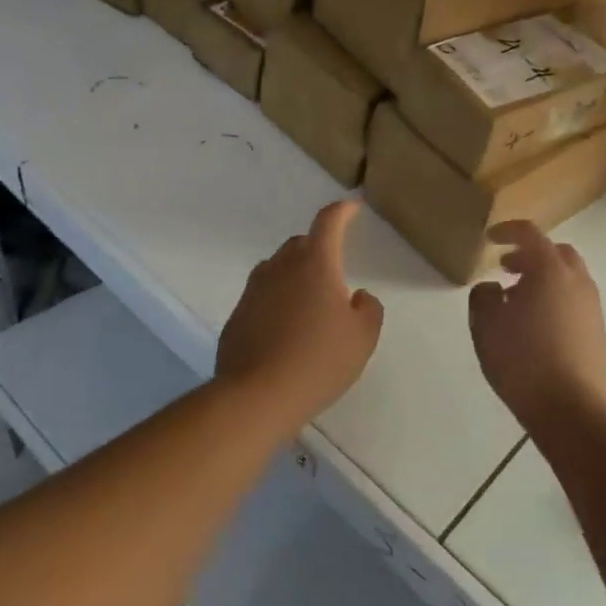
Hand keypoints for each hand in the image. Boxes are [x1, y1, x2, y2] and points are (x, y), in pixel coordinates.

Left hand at [217, 200, 384, 419]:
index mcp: (315, 263)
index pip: (329, 222)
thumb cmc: (319, 361)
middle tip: (334, 273)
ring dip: (295, 275)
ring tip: (309, 303)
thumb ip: (368, 309)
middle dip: (319, 248)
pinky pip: (262, 296)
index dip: (342, 211)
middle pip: (301, 244)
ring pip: (278, 268)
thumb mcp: (363, 337)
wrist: (256, 396)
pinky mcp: (237, 315)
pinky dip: (277, 301)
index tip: (352, 208)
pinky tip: (286, 331)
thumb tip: (358, 296)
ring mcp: (254, 290)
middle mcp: (281, 267)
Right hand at [468, 221, 605, 429]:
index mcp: (550, 270)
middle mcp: (577, 281)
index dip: (508, 231)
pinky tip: (536, 326)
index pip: (530, 234)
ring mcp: (592, 307)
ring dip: (544, 279)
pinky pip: (575, 302)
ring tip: (518, 300)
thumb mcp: (486, 325)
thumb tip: (493, 288)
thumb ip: (483, 297)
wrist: (572, 409)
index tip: (491, 238)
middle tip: (506, 267)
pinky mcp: (598, 332)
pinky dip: (555, 300)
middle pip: (556, 252)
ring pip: (568, 278)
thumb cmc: (522, 360)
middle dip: (530, 254)